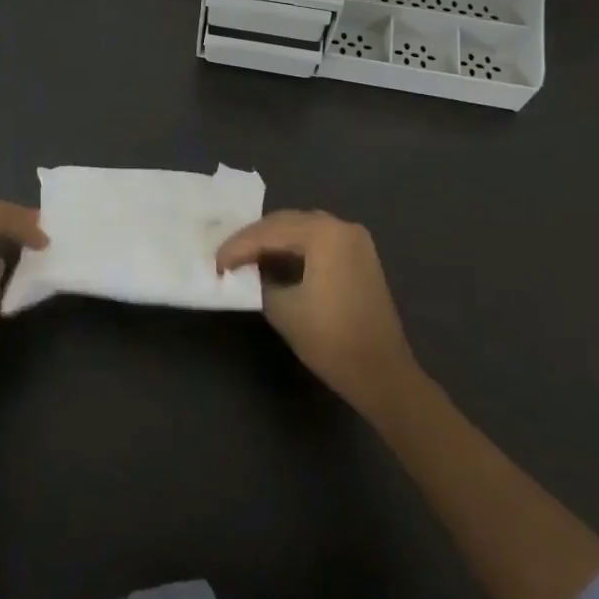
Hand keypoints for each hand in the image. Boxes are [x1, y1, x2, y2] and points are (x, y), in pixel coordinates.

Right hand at [216, 209, 419, 416]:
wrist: (383, 375)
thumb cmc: (332, 340)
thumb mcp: (283, 309)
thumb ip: (259, 281)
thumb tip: (247, 271)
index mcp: (325, 233)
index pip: (270, 232)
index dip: (238, 247)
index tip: (215, 264)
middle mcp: (341, 226)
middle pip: (286, 222)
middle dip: (254, 238)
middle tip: (227, 258)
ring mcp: (354, 240)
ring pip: (302, 229)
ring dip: (273, 241)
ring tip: (245, 258)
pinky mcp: (359, 257)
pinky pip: (318, 241)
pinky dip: (294, 248)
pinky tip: (274, 262)